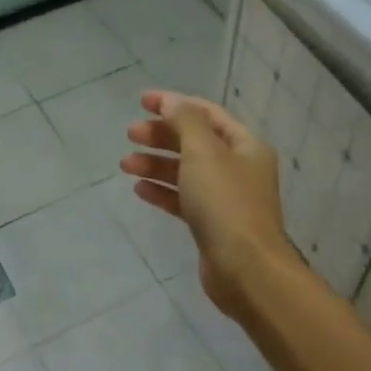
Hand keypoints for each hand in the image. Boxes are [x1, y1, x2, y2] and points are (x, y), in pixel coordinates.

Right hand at [121, 91, 291, 318]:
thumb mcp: (203, 153)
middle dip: (162, 135)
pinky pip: (184, 199)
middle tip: (130, 134)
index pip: (206, 114)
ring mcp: (226, 198)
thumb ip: (185, 122)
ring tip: (125, 164)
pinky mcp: (212, 224)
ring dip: (156, 164)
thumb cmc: (225, 204)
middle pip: (195, 142)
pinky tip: (140, 190)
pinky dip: (162, 191)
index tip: (141, 102)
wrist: (245, 269)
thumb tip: (170, 101)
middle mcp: (239, 168)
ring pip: (186, 172)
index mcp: (245, 145)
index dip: (174, 104)